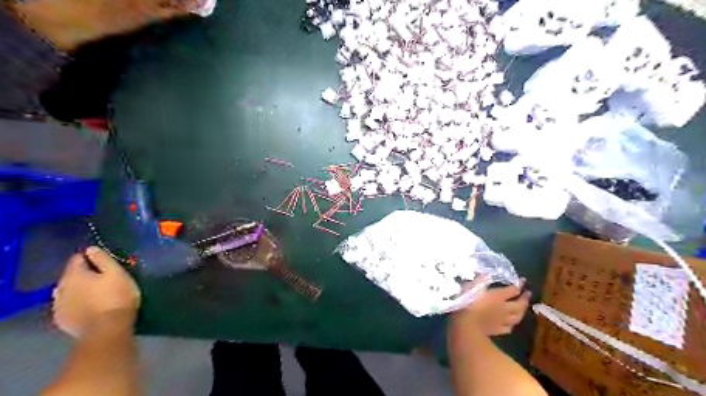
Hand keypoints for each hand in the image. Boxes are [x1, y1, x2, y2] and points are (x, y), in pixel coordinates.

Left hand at [52, 248, 140, 337]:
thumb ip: (103, 259)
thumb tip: (91, 249)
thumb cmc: (117, 297)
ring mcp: (59, 305)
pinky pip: (67, 305)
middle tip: (102, 276)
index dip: (90, 257)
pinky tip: (88, 305)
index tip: (104, 260)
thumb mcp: (117, 273)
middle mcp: (61, 288)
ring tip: (95, 291)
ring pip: (67, 291)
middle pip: (70, 275)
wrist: (107, 329)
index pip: (77, 258)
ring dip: (78, 289)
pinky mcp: (62, 320)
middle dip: (84, 274)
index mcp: (74, 275)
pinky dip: (76, 302)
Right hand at [452, 279, 529, 336]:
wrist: (465, 324)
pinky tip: (510, 323)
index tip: (523, 280)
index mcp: (498, 296)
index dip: (519, 284)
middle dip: (525, 298)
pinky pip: (508, 328)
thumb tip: (486, 274)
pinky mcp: (497, 330)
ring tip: (523, 308)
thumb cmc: (467, 302)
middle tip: (528, 294)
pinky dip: (511, 324)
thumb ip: (480, 280)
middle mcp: (504, 308)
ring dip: (522, 312)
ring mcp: (502, 320)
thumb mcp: (472, 286)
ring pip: (517, 317)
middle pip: (519, 304)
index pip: (513, 289)